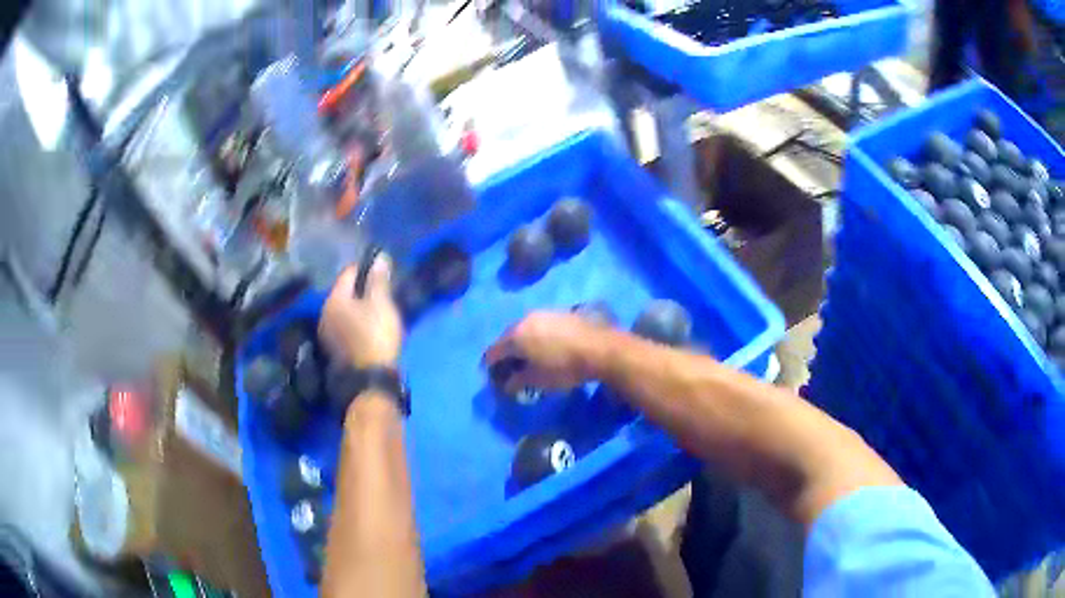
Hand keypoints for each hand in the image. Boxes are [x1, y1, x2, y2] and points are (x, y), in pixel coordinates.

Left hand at [319, 254, 402, 368]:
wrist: (368, 380)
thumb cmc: (375, 335)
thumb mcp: (381, 304)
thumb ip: (378, 280)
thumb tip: (379, 257)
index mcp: (334, 299)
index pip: (348, 273)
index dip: (365, 268)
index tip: (381, 269)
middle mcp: (325, 314)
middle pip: (343, 294)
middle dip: (360, 290)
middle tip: (380, 292)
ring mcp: (327, 335)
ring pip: (343, 313)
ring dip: (357, 309)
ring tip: (376, 312)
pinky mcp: (333, 351)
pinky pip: (344, 328)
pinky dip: (354, 324)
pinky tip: (367, 330)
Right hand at [483, 311, 606, 393]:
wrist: (600, 348)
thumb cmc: (564, 367)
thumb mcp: (538, 381)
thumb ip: (517, 382)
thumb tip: (506, 385)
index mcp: (515, 336)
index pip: (493, 352)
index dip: (490, 366)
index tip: (494, 378)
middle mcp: (524, 320)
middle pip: (508, 338)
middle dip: (507, 354)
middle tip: (511, 369)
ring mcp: (543, 313)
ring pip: (524, 330)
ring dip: (523, 344)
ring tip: (531, 359)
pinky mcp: (559, 312)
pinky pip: (540, 326)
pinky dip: (538, 337)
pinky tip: (548, 348)